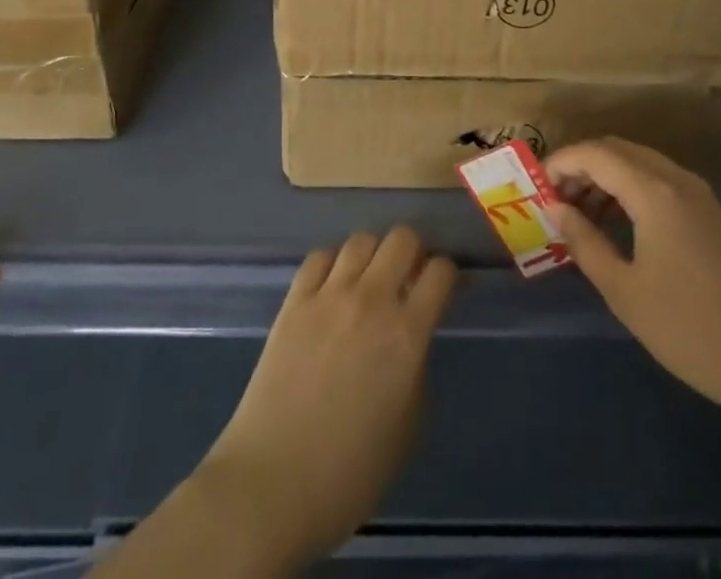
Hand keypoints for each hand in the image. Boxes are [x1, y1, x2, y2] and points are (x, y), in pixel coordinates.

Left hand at [195, 227, 455, 566]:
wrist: (272, 483)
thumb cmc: (350, 473)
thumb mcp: (407, 426)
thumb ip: (417, 367)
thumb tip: (414, 337)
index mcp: (407, 334)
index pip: (441, 271)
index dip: (447, 275)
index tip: (443, 289)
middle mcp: (371, 300)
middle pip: (402, 237)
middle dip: (413, 251)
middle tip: (408, 277)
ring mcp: (329, 295)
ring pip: (361, 239)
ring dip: (373, 254)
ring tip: (368, 279)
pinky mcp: (294, 300)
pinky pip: (319, 257)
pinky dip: (332, 263)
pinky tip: (332, 286)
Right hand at [546, 137, 720, 423]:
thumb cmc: (690, 329)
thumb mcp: (624, 291)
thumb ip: (584, 241)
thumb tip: (554, 207)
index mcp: (655, 192)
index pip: (596, 153)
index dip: (561, 162)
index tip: (536, 186)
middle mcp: (677, 180)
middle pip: (617, 150)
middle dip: (581, 166)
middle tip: (555, 200)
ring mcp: (699, 195)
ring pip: (639, 163)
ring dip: (605, 177)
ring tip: (580, 215)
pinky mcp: (710, 214)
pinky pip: (659, 181)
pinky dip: (630, 189)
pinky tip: (617, 225)